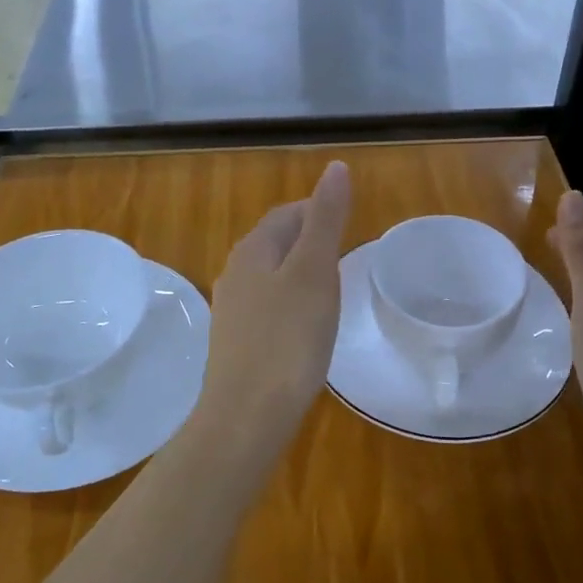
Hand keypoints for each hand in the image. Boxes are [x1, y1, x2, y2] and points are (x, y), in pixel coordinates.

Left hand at [197, 161, 351, 448]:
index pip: (287, 213)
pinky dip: (291, 303)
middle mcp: (235, 274)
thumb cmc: (288, 338)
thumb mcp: (315, 271)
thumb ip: (326, 219)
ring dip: (299, 272)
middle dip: (308, 239)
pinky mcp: (236, 342)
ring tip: (332, 287)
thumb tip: (336, 167)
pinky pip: (267, 307)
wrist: (247, 415)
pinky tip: (307, 325)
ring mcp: (232, 311)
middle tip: (346, 253)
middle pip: (275, 242)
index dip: (317, 210)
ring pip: (270, 276)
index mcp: (253, 250)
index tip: (349, 223)